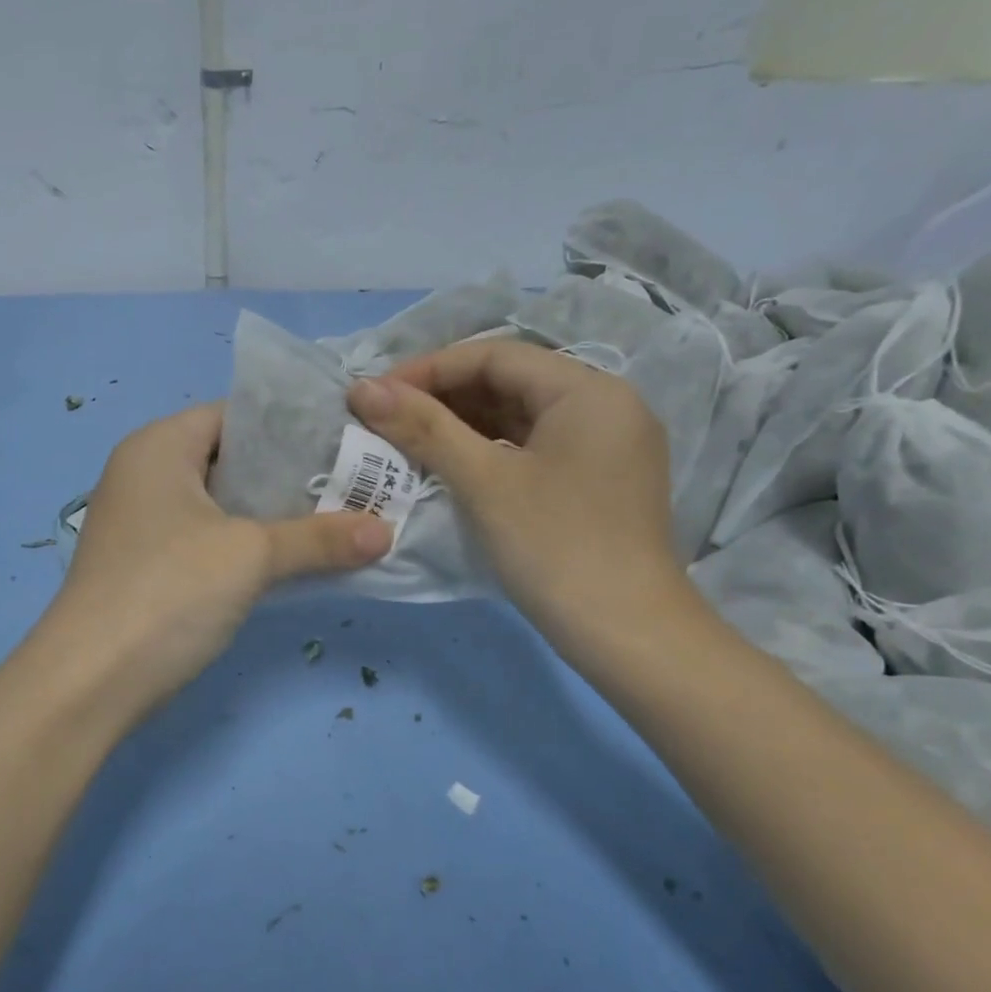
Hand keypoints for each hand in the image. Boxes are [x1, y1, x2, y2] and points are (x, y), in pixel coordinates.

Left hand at [41, 403, 392, 714]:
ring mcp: (144, 522)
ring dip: (274, 514)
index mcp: (159, 446)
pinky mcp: (149, 564)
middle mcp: (146, 473)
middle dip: (292, 473)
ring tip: (337, 518)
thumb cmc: (168, 591)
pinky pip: (210, 538)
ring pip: (223, 503)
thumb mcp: (251, 555)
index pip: (236, 414)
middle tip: (352, 483)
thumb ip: (320, 537)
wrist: (90, 682)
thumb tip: (387, 532)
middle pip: (232, 458)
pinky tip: (294, 559)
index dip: (292, 424)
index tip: (346, 441)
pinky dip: (249, 544)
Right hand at [347, 339, 684, 640]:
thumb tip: (362, 388)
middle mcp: (606, 405)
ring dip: (465, 425)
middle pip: (511, 382)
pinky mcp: (601, 480)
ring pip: (522, 417)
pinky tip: (453, 466)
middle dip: (445, 397)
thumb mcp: (483, 481)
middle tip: (388, 419)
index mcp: (588, 390)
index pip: (495, 356)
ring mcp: (608, 445)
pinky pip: (537, 447)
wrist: (628, 635)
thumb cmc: (555, 547)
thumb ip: (423, 428)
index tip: (377, 394)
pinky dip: (492, 451)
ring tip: (409, 441)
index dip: (429, 369)